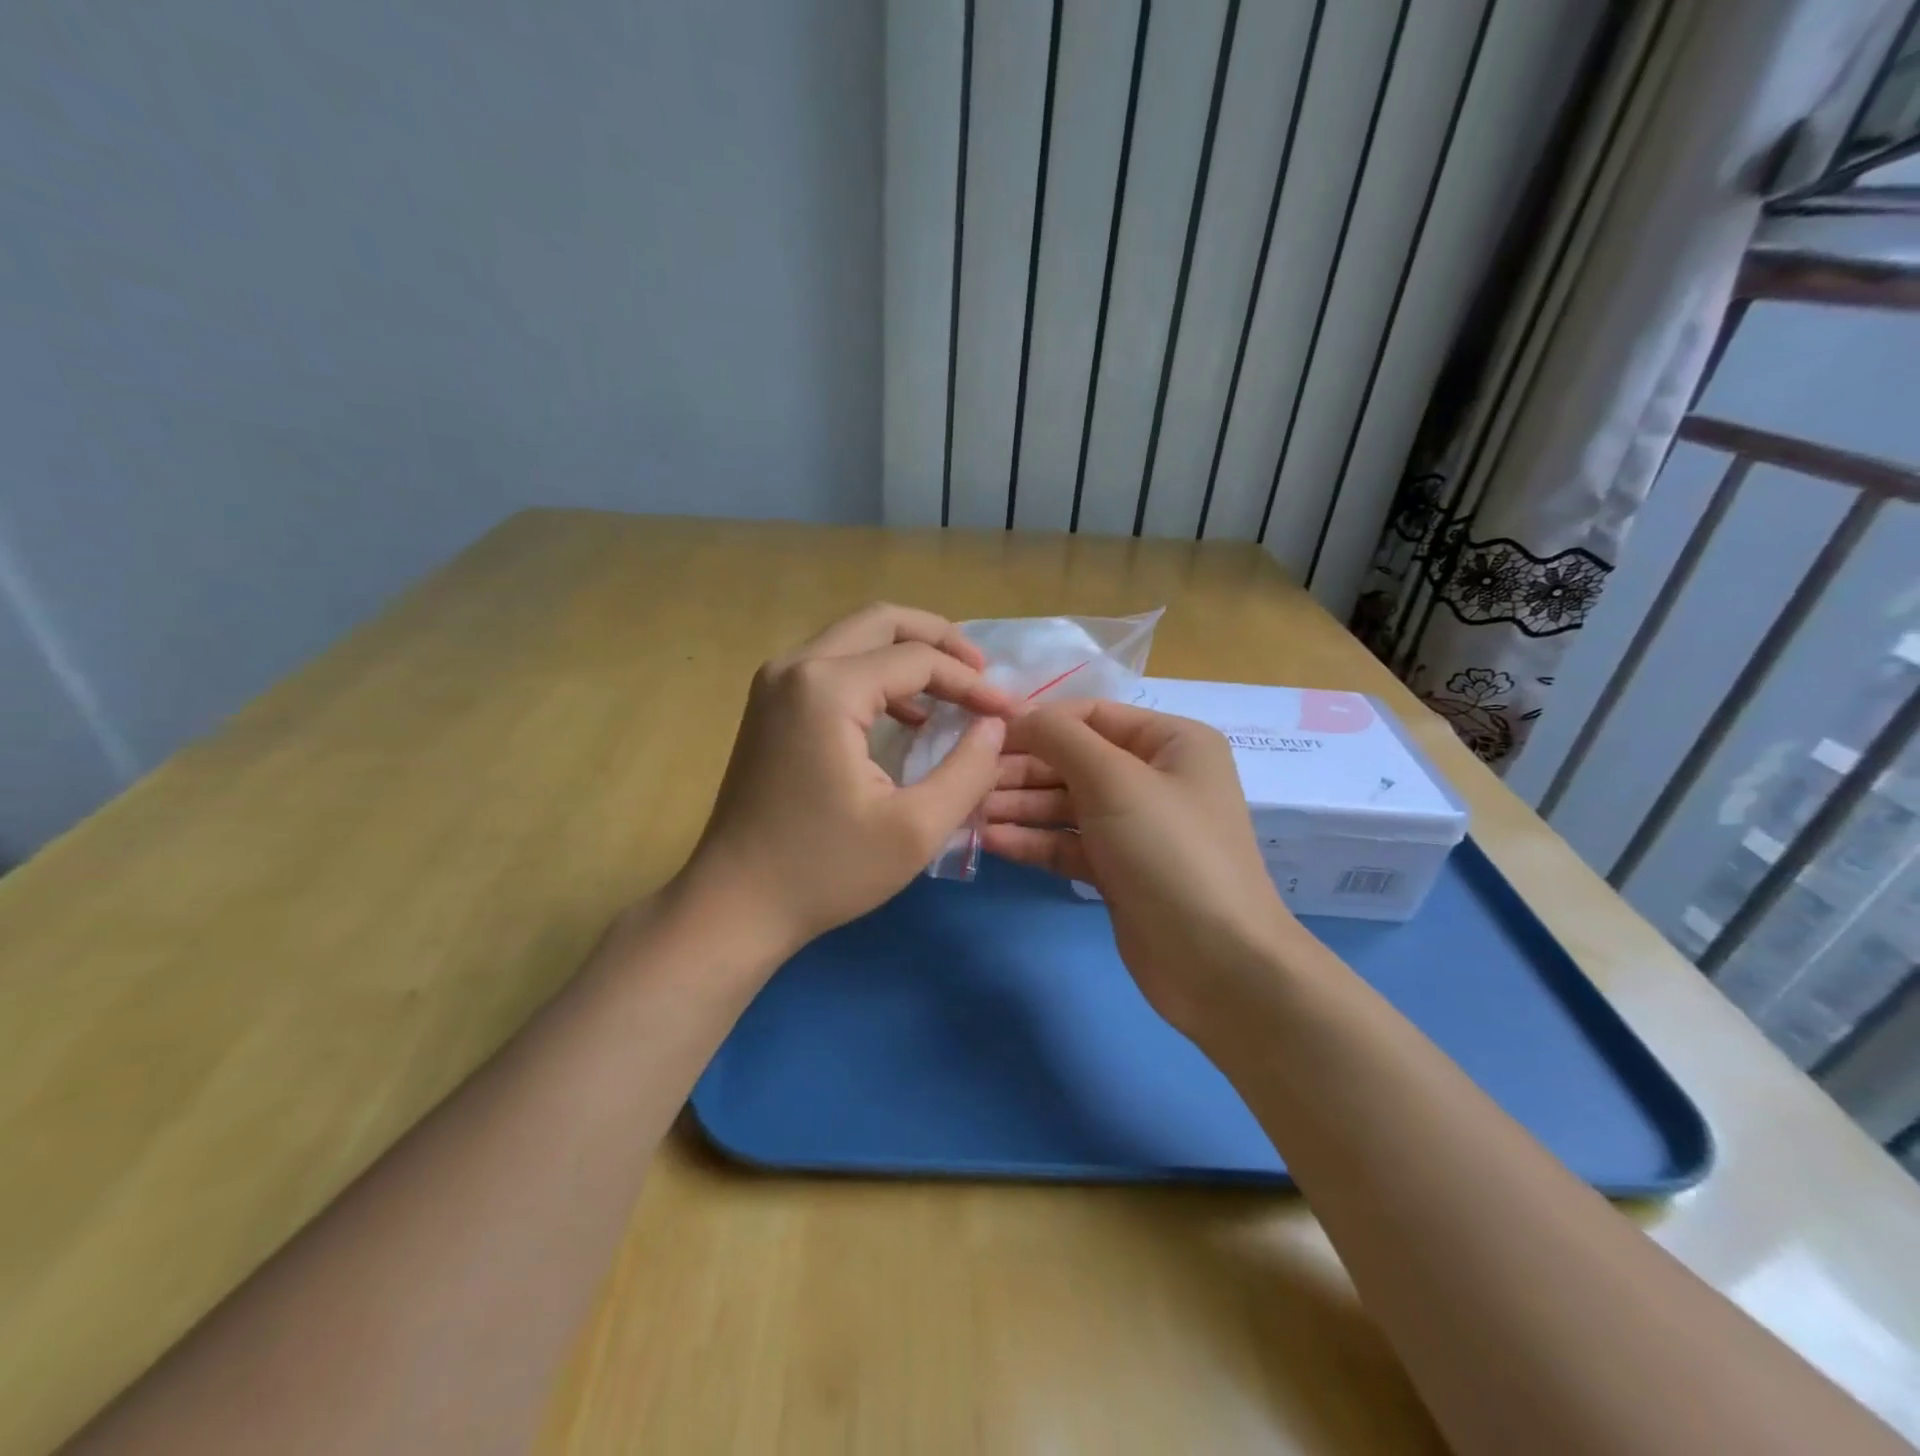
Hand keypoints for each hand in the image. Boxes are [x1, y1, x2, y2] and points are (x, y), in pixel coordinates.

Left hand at [676, 604, 1012, 961]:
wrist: (735, 903)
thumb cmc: (826, 871)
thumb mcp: (916, 829)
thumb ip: (969, 770)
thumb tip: (995, 725)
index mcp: (827, 689)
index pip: (917, 659)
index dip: (971, 682)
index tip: (1007, 712)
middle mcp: (795, 667)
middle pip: (881, 621)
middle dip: (940, 640)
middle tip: (982, 674)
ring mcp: (774, 683)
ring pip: (855, 637)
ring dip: (907, 655)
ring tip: (954, 692)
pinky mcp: (769, 704)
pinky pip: (833, 665)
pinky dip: (876, 675)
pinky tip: (907, 715)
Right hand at [982, 702, 1304, 1033]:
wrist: (1217, 963)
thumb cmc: (1170, 851)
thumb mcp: (1115, 780)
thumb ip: (1060, 738)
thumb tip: (1016, 714)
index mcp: (1171, 742)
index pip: (1091, 715)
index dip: (1038, 720)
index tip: (984, 733)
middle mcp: (1154, 778)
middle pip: (1074, 761)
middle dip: (1022, 769)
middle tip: (970, 779)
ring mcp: (1135, 827)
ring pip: (1065, 804)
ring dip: (1019, 806)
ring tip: (969, 810)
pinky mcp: (1117, 870)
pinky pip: (1067, 842)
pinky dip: (1033, 840)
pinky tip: (991, 841)